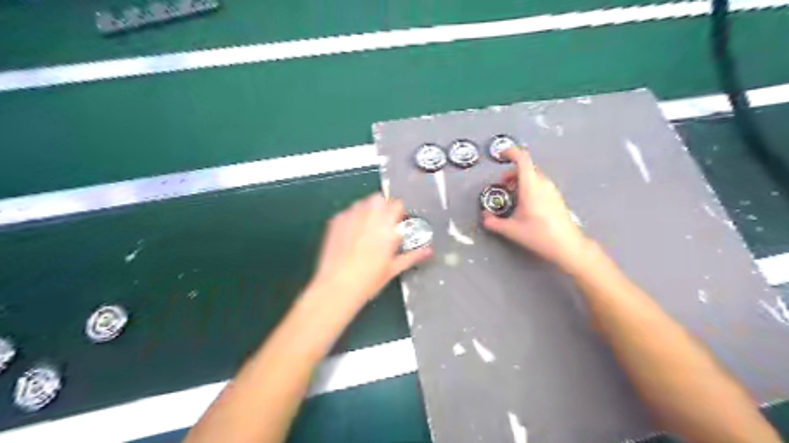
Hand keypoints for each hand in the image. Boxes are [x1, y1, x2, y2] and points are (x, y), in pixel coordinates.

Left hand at [308, 193, 430, 309]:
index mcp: (387, 224)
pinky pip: (348, 211)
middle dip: (384, 208)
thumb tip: (430, 250)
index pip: (398, 204)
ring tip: (368, 229)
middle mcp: (369, 214)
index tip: (399, 224)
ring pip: (363, 203)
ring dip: (369, 210)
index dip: (400, 213)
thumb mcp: (394, 268)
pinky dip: (354, 217)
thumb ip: (413, 255)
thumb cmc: (369, 279)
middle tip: (385, 225)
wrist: (336, 286)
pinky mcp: (336, 220)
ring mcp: (350, 215)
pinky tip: (352, 234)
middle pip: (380, 199)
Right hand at [485, 147, 593, 272]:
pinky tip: (524, 204)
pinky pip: (540, 184)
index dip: (510, 152)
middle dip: (511, 172)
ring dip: (520, 180)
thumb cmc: (539, 235)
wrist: (567, 246)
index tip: (501, 155)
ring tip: (511, 195)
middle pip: (527, 167)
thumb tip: (485, 217)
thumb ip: (493, 222)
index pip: (522, 159)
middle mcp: (543, 184)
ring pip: (534, 176)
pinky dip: (529, 187)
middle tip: (501, 185)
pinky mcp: (556, 198)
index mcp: (531, 186)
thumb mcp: (511, 230)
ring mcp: (552, 190)